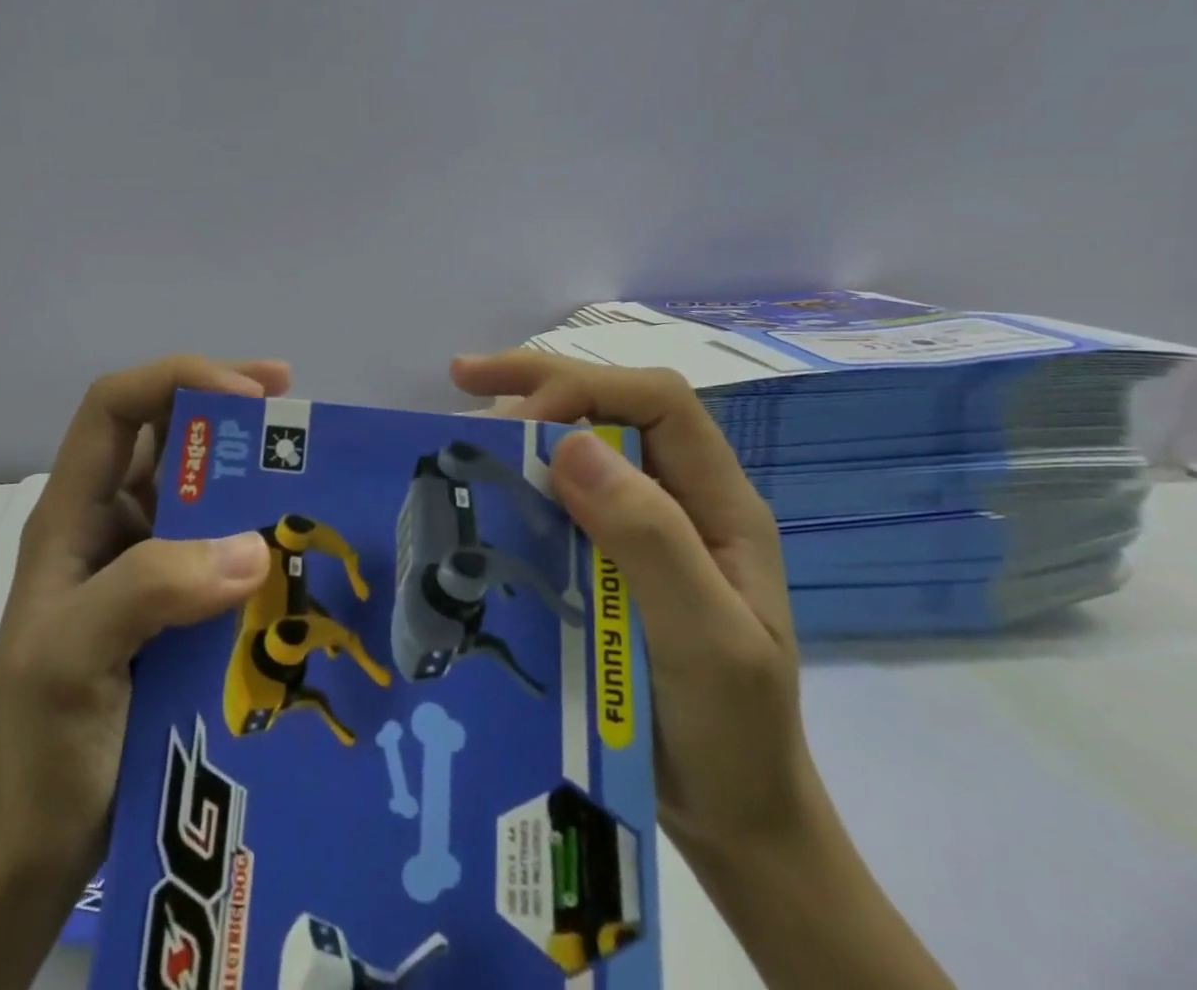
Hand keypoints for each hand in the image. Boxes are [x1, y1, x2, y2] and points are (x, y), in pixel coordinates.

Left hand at [0, 354, 287, 886]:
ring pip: (201, 486)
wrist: (40, 843)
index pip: (115, 407)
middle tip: (294, 405)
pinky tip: (301, 546)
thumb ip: (148, 591)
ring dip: (250, 468)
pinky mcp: (178, 604)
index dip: (177, 379)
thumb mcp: (69, 659)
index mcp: (72, 513)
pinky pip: (224, 546)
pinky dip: (261, 531)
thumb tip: (254, 546)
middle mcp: (111, 523)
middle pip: (166, 432)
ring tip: (310, 464)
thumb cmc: (39, 745)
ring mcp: (146, 563)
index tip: (249, 396)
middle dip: (227, 406)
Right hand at [453, 350, 954, 989]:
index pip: (658, 401)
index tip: (517, 421)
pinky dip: (520, 475)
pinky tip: (484, 482)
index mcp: (720, 502)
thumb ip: (651, 541)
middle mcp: (682, 498)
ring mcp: (647, 526)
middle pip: (615, 405)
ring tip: (462, 425)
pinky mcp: (610, 556)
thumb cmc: (731, 735)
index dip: (585, 390)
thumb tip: (571, 446)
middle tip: (462, 378)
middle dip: (540, 382)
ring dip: (524, 422)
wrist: (733, 818)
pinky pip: (562, 494)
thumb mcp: (704, 641)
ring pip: (584, 443)